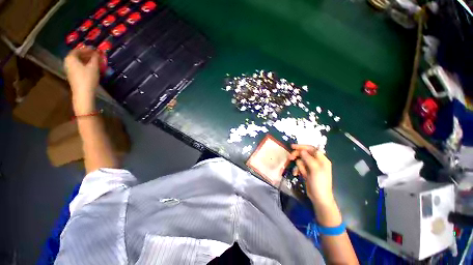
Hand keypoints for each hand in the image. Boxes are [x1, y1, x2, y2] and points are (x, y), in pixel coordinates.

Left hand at [64, 48, 99, 114]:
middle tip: (96, 55)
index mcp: (71, 58)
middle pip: (77, 55)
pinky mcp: (72, 75)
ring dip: (87, 60)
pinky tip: (91, 67)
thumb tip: (97, 52)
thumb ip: (95, 58)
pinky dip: (85, 65)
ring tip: (95, 61)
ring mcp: (69, 69)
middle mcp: (67, 62)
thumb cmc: (88, 78)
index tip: (95, 49)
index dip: (87, 49)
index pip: (79, 49)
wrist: (83, 93)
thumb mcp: (93, 67)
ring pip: (78, 61)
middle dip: (87, 54)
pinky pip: (78, 66)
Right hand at [289, 144, 334, 205]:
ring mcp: (311, 167)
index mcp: (322, 159)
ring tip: (295, 171)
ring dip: (297, 165)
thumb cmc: (319, 183)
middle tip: (289, 158)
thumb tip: (301, 150)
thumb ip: (308, 158)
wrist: (319, 198)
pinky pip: (299, 167)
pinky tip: (295, 174)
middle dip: (297, 155)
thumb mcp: (315, 169)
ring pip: (300, 160)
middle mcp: (316, 161)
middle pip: (304, 154)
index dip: (302, 147)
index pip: (311, 149)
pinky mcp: (306, 172)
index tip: (292, 147)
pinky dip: (297, 169)